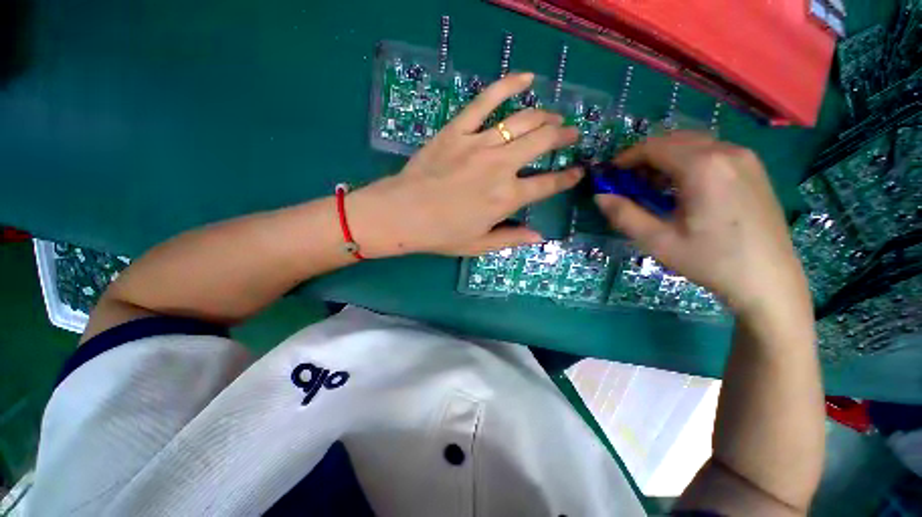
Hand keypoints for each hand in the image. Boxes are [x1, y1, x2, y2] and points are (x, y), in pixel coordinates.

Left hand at [349, 73, 581, 256]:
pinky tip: (526, 78)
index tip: (578, 171)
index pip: (548, 184)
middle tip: (571, 134)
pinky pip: (486, 100)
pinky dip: (508, 85)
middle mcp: (501, 167)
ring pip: (523, 120)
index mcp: (507, 198)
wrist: (402, 214)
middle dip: (563, 136)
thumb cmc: (441, 234)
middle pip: (542, 142)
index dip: (567, 178)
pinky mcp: (458, 130)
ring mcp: (479, 144)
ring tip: (555, 116)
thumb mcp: (479, 245)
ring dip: (545, 116)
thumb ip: (511, 239)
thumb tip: (539, 237)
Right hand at [595, 132, 810, 319]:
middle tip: (628, 182)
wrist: (769, 280)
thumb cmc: (710, 261)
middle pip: (674, 140)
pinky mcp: (754, 169)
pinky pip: (712, 152)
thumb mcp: (657, 241)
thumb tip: (600, 196)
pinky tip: (683, 188)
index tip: (610, 174)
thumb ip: (623, 214)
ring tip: (653, 186)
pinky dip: (688, 161)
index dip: (626, 158)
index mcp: (703, 167)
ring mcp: (745, 158)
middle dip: (645, 157)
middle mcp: (727, 152)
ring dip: (666, 158)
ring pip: (694, 144)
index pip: (654, 147)